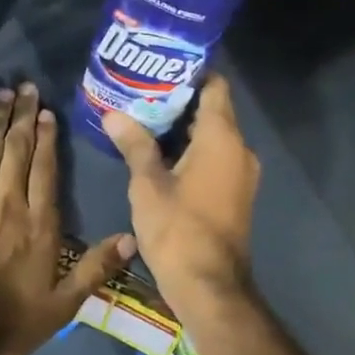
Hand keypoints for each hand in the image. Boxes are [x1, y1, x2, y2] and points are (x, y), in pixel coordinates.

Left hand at [0, 83, 134, 354]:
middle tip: (27, 88)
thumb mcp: (60, 307)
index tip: (48, 113)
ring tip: (4, 94)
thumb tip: (132, 238)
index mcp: (39, 224)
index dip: (48, 138)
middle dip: (24, 116)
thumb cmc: (5, 323)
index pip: (45, 169)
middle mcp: (8, 202)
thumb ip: (94, 270)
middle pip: (18, 149)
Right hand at [102, 76, 259, 318]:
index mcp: (222, 138)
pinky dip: (191, 150)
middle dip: (178, 100)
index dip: (190, 73)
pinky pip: (215, 158)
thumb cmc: (178, 229)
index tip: (160, 67)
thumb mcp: (147, 184)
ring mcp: (241, 174)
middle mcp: (239, 149)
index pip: (214, 86)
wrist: (210, 287)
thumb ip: (134, 144)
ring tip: (143, 119)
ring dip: (182, 128)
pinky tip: (159, 154)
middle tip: (140, 92)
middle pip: (212, 110)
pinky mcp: (236, 194)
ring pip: (213, 136)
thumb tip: (113, 114)